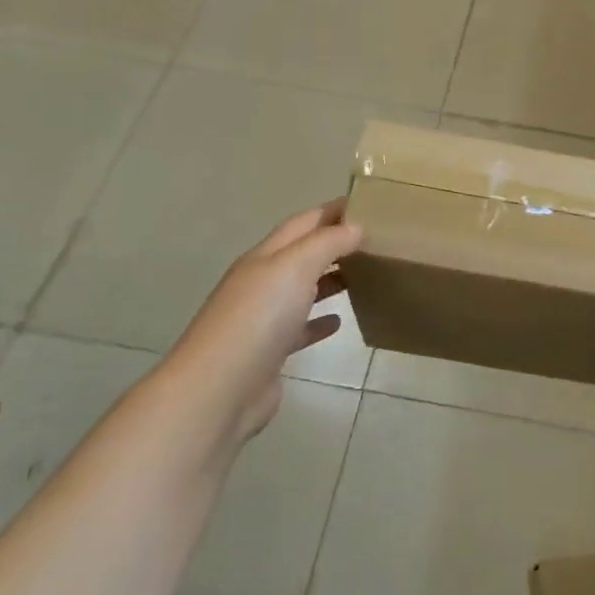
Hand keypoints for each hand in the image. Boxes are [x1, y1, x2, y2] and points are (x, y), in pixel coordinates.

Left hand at [167, 202, 362, 453]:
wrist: (219, 389)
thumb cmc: (259, 318)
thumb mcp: (295, 267)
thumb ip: (327, 243)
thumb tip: (356, 227)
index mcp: (265, 256)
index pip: (303, 223)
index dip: (332, 211)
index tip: (368, 205)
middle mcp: (262, 282)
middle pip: (302, 254)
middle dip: (334, 243)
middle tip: (375, 240)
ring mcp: (264, 318)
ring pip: (302, 289)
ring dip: (329, 280)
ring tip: (364, 274)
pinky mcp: (270, 352)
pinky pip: (300, 328)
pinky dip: (319, 321)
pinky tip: (338, 321)